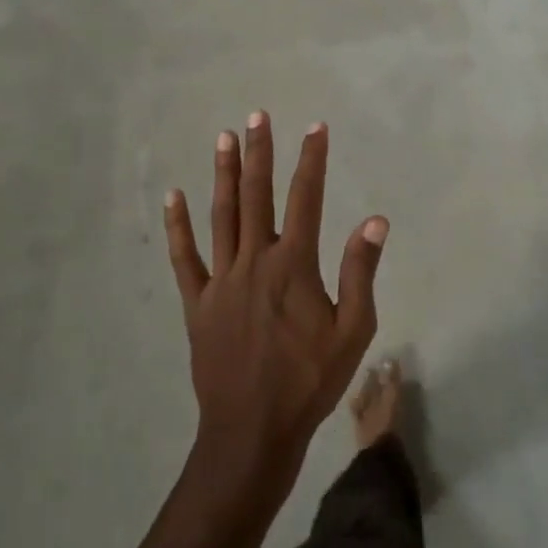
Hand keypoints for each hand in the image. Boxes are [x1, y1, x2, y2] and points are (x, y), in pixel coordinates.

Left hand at [163, 113, 387, 490]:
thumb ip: (360, 271)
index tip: (315, 128)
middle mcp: (255, 261)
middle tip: (257, 116)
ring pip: (221, 216)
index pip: (306, 199)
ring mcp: (221, 280)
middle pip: (257, 196)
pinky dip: (177, 226)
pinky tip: (173, 197)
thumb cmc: (309, 381)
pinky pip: (184, 258)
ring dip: (224, 175)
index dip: (311, 160)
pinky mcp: (197, 303)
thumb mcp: (353, 330)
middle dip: (260, 153)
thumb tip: (375, 219)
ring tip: (223, 138)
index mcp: (294, 265)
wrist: (253, 430)